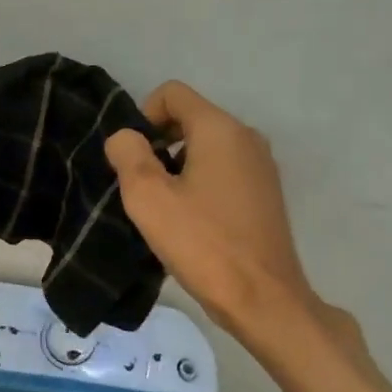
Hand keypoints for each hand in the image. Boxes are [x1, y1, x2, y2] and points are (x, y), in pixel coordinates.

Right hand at [104, 81, 315, 341]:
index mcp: (220, 129)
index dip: (142, 117)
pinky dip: (200, 185)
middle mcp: (247, 138)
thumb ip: (128, 155)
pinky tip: (191, 224)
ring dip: (178, 169)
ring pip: (206, 148)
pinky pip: (224, 173)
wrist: (262, 298)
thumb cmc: (201, 243)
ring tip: (164, 210)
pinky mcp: (266, 195)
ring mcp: (261, 167)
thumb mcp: (148, 197)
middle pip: (190, 120)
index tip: (132, 159)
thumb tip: (126, 137)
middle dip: (159, 145)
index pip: (172, 93)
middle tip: (142, 189)